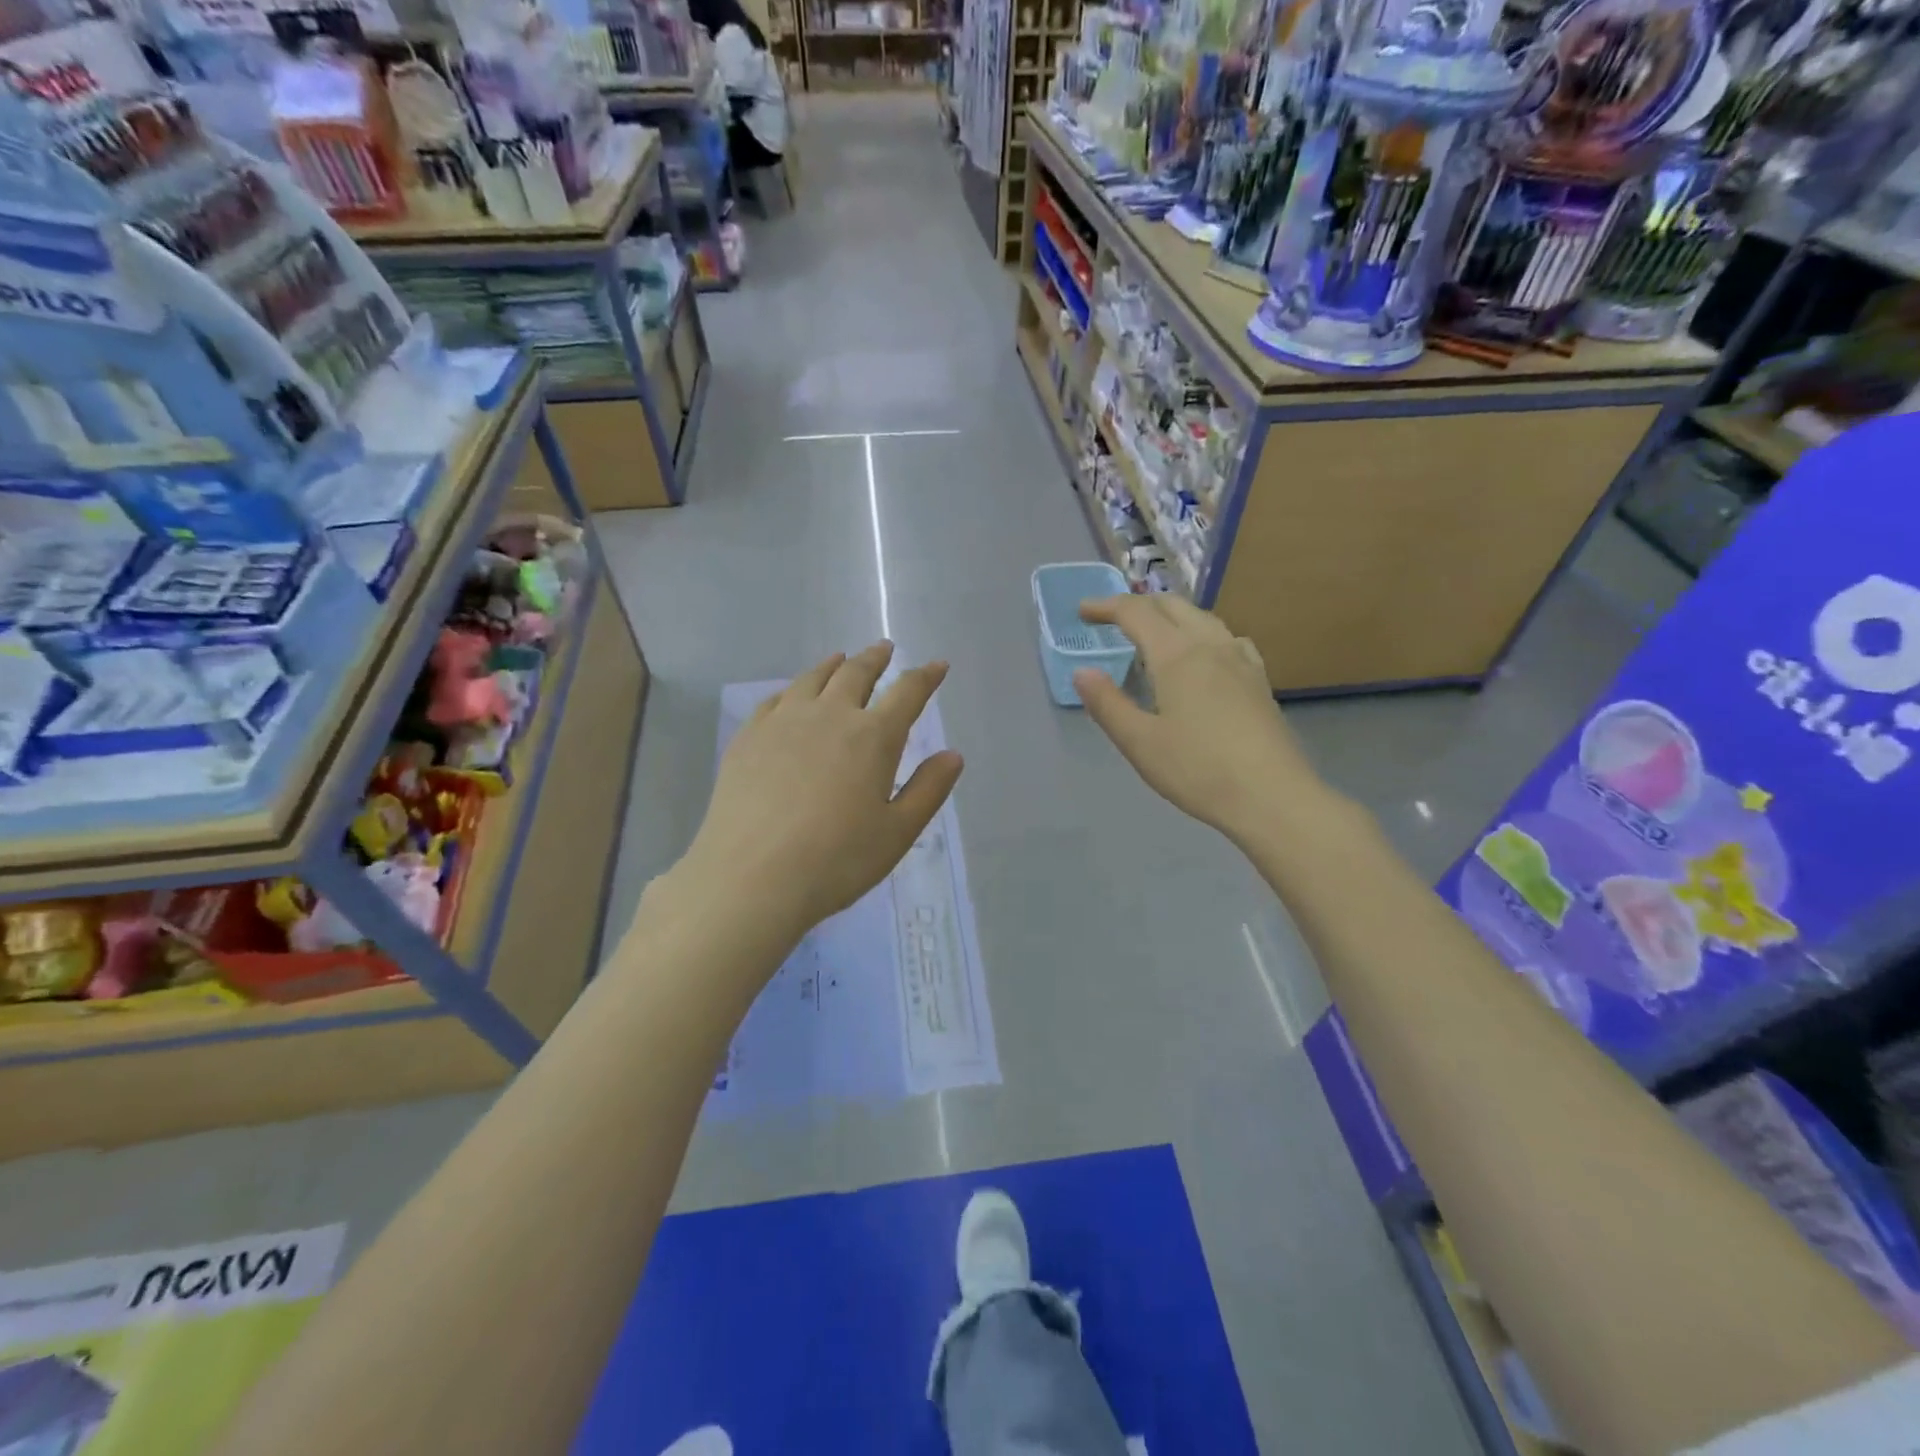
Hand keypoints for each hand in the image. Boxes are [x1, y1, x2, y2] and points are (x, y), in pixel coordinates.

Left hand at [683, 642, 963, 940]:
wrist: (752, 877)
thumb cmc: (837, 860)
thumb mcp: (897, 833)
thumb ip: (928, 789)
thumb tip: (953, 755)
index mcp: (873, 737)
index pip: (907, 693)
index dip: (926, 676)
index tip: (937, 665)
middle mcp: (830, 716)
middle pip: (856, 674)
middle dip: (875, 659)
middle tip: (884, 649)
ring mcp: (783, 722)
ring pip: (813, 679)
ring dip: (833, 665)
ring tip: (841, 659)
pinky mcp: (749, 737)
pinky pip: (775, 699)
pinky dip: (792, 689)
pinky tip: (791, 695)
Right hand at [1073, 595, 1326, 844]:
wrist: (1272, 797)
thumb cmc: (1198, 770)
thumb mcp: (1139, 742)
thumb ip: (1107, 704)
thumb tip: (1082, 672)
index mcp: (1177, 655)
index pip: (1136, 613)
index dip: (1106, 607)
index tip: (1082, 612)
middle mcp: (1211, 646)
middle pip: (1173, 606)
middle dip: (1138, 605)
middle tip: (1112, 619)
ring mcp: (1241, 661)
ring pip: (1203, 618)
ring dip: (1171, 615)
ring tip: (1153, 634)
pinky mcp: (1259, 681)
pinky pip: (1227, 638)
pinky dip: (1202, 633)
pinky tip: (1204, 655)